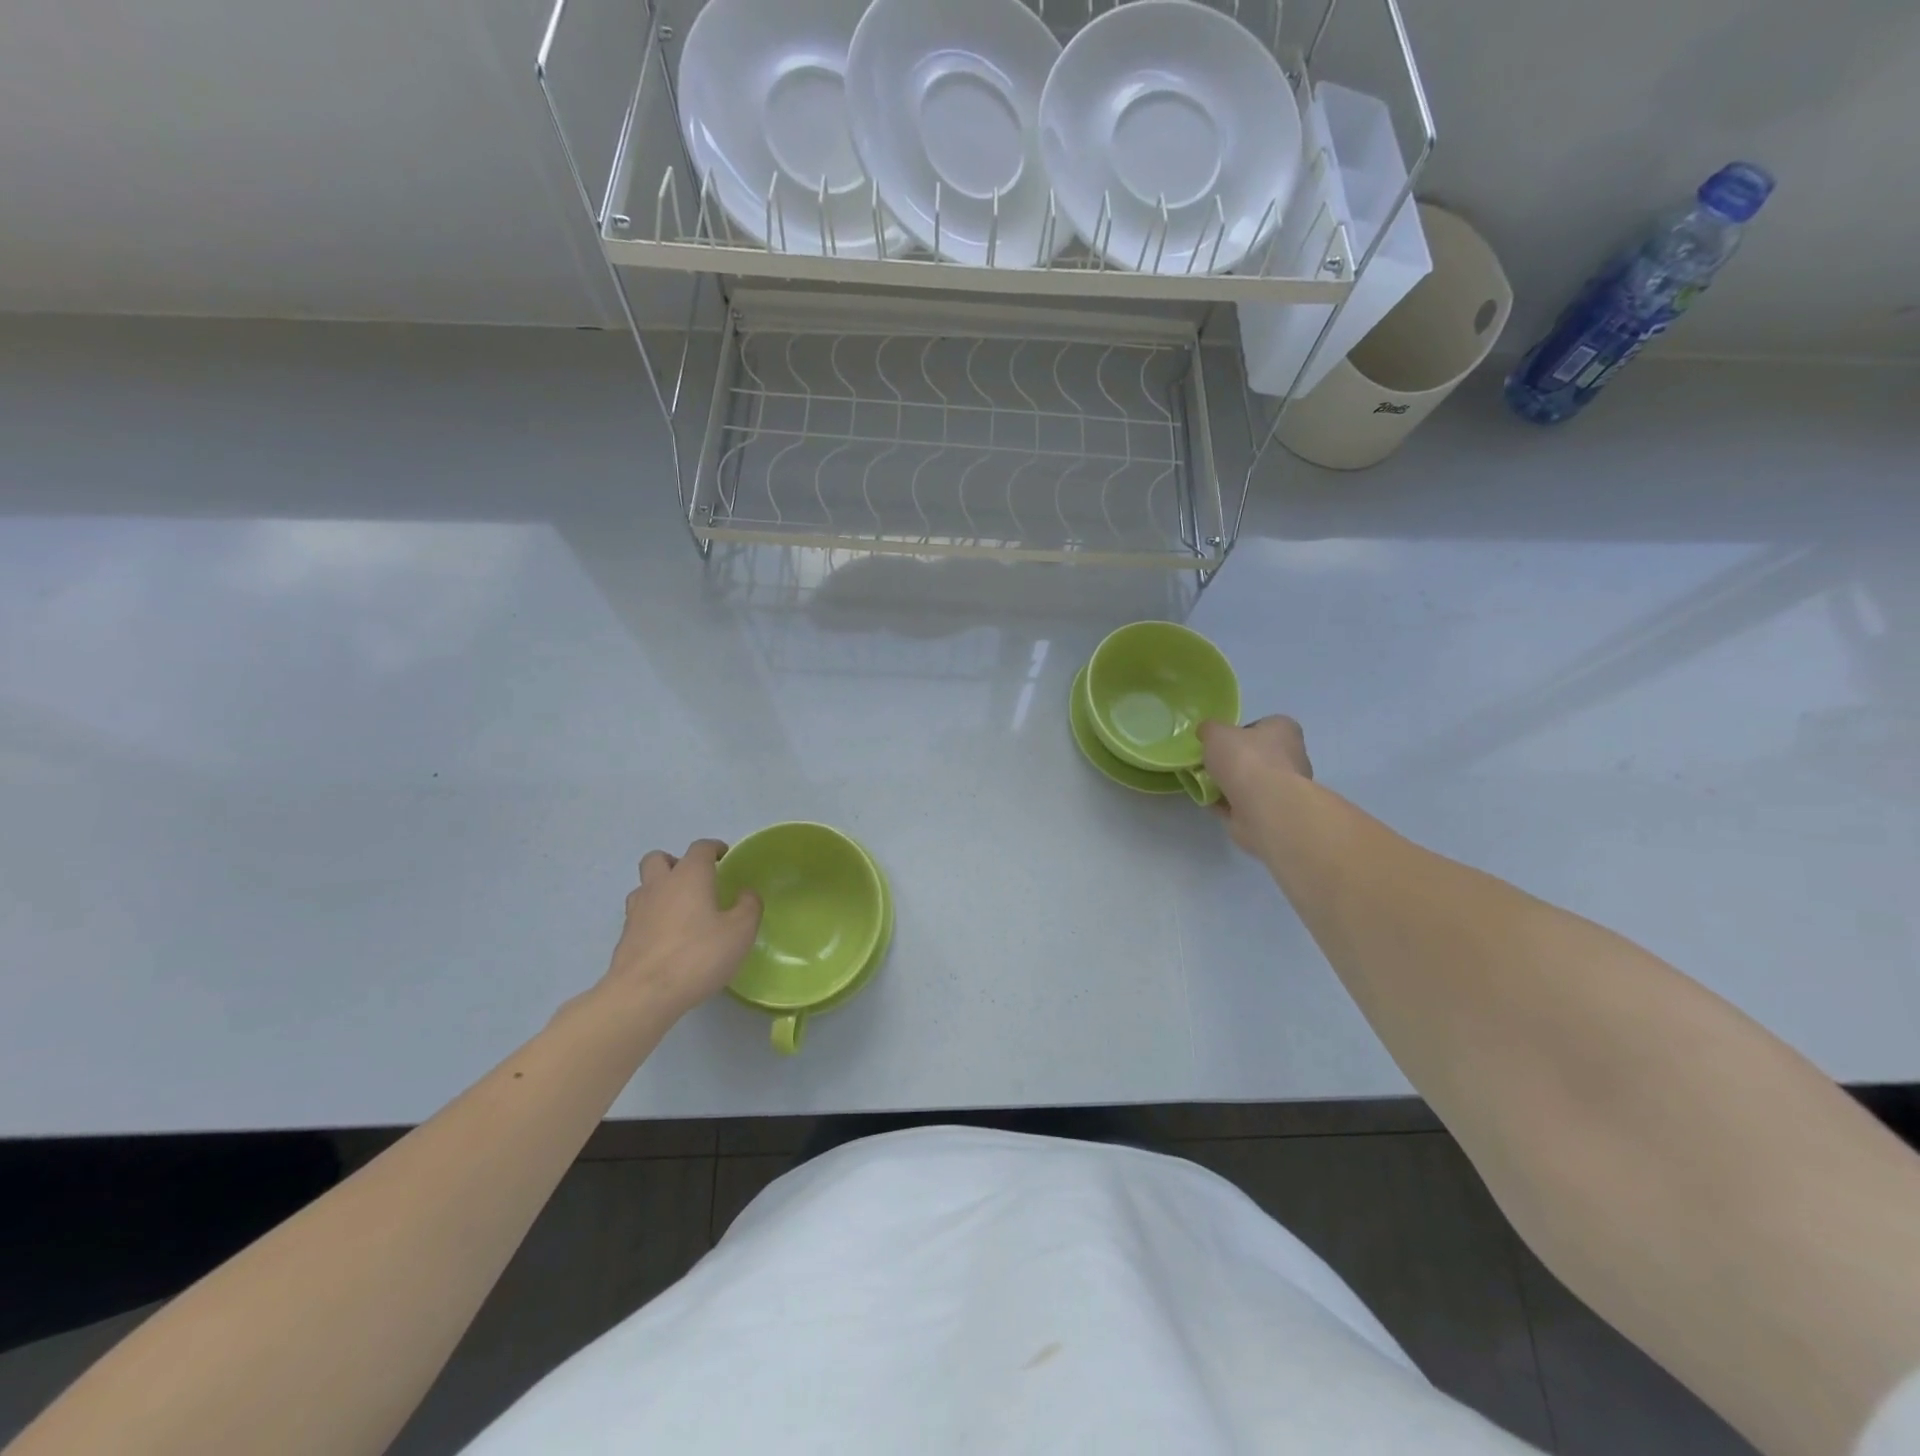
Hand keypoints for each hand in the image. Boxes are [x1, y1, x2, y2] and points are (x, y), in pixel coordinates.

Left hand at [600, 840, 761, 1019]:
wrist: (643, 994)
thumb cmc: (698, 955)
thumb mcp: (740, 932)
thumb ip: (749, 907)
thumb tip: (746, 893)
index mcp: (689, 876)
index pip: (700, 848)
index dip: (714, 848)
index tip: (724, 856)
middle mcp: (659, 885)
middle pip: (659, 858)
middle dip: (676, 862)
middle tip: (695, 880)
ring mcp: (637, 910)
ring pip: (644, 885)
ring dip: (660, 888)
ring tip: (679, 909)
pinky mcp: (625, 936)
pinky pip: (638, 913)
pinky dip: (652, 915)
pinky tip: (666, 936)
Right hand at [1199, 716, 1313, 855]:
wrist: (1264, 807)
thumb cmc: (1245, 759)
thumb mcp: (1216, 733)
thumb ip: (1210, 730)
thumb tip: (1207, 732)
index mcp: (1284, 730)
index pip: (1263, 725)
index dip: (1240, 732)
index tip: (1221, 742)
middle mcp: (1291, 756)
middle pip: (1258, 755)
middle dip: (1236, 761)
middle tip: (1211, 764)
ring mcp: (1284, 787)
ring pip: (1252, 782)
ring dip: (1231, 784)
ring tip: (1206, 785)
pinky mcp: (1274, 812)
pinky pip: (1246, 804)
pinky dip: (1229, 804)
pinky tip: (1211, 803)